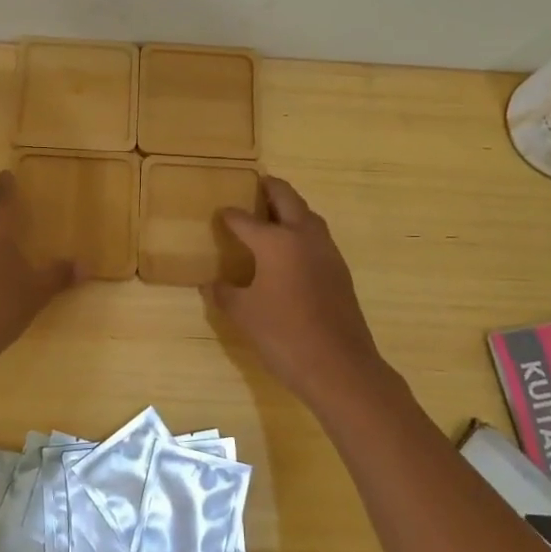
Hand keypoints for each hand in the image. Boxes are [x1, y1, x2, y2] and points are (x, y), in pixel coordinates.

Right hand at [206, 177, 406, 418]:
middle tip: (254, 186)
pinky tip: (290, 250)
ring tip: (271, 214)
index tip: (219, 214)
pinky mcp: (339, 270)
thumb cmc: (284, 335)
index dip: (229, 216)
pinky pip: (317, 237)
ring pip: (307, 215)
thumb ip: (224, 294)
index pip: (245, 220)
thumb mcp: (244, 314)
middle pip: (286, 198)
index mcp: (276, 242)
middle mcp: (303, 236)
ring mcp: (327, 251)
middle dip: (269, 189)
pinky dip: (301, 231)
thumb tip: (210, 284)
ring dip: (290, 208)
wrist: (339, 366)